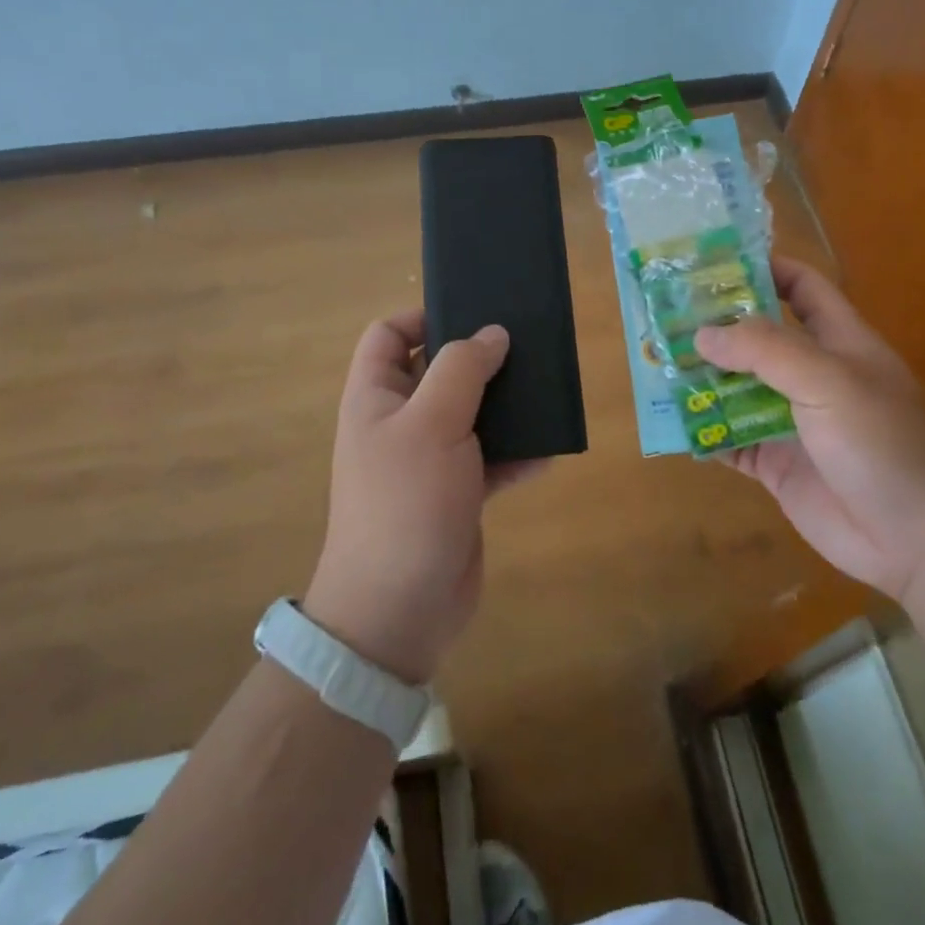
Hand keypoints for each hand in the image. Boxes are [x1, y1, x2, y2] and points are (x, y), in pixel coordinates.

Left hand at [305, 310, 534, 685]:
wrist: (400, 610)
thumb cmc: (406, 501)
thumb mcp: (432, 422)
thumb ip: (462, 369)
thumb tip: (492, 333)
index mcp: (377, 396)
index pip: (388, 335)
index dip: (422, 316)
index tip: (472, 313)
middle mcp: (400, 421)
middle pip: (438, 370)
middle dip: (479, 358)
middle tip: (524, 345)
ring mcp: (429, 459)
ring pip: (470, 413)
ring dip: (505, 405)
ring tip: (545, 391)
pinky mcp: (457, 492)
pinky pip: (490, 459)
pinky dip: (516, 454)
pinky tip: (548, 452)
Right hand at [694, 258, 924, 603]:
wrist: (922, 540)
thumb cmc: (884, 442)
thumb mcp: (829, 380)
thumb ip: (766, 350)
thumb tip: (703, 333)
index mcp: (837, 340)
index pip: (802, 286)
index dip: (764, 268)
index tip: (711, 264)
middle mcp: (811, 375)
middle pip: (757, 338)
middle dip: (715, 326)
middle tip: (662, 316)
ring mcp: (792, 421)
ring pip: (737, 389)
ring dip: (702, 379)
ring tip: (654, 364)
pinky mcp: (776, 464)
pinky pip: (731, 441)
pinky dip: (704, 432)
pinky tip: (672, 424)